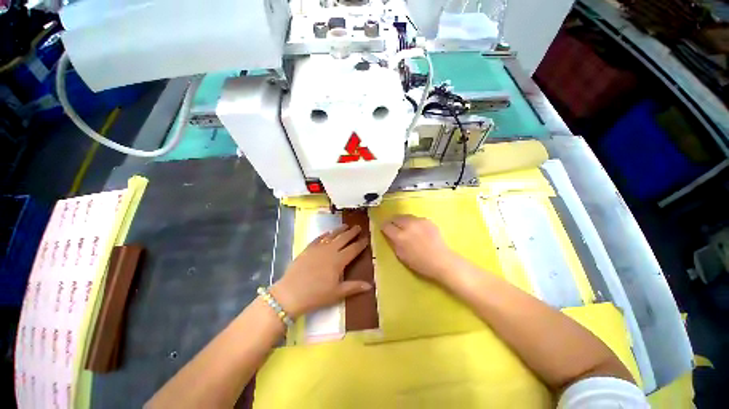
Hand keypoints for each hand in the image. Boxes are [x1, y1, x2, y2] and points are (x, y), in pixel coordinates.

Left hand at [270, 225, 370, 318]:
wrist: (290, 293)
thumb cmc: (316, 295)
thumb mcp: (337, 293)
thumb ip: (354, 287)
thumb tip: (370, 285)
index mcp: (339, 260)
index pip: (353, 249)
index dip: (361, 243)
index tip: (366, 238)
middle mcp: (330, 250)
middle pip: (344, 238)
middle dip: (352, 232)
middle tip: (358, 227)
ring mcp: (318, 248)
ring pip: (332, 235)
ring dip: (340, 230)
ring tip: (346, 225)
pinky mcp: (308, 249)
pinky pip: (318, 238)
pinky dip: (325, 234)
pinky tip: (328, 233)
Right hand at [381, 215, 462, 284]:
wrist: (441, 260)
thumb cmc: (419, 263)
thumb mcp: (401, 255)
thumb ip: (393, 242)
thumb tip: (388, 234)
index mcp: (400, 236)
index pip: (386, 226)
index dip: (384, 227)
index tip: (384, 229)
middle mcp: (408, 225)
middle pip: (395, 217)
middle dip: (392, 222)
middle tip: (393, 226)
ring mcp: (419, 221)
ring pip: (405, 216)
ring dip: (402, 220)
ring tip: (404, 226)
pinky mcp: (427, 220)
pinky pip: (415, 218)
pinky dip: (413, 222)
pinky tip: (416, 229)